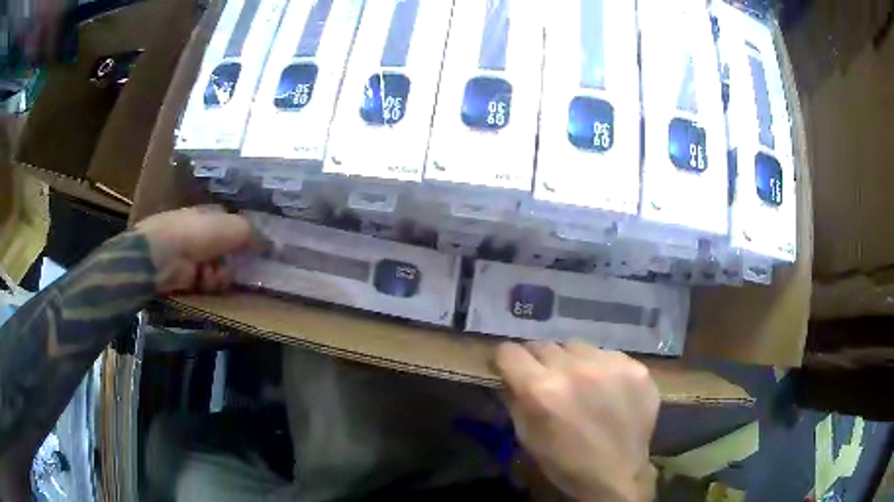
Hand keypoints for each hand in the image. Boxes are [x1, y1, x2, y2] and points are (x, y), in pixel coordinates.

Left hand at [135, 206, 262, 293]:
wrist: (165, 255)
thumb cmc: (199, 232)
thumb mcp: (234, 228)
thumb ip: (253, 235)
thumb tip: (272, 243)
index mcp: (212, 215)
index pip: (235, 227)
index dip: (246, 238)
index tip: (258, 250)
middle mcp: (204, 234)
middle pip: (231, 252)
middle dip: (233, 261)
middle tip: (235, 264)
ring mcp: (195, 255)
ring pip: (222, 270)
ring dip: (221, 275)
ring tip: (212, 273)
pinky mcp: (189, 277)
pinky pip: (210, 283)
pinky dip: (209, 283)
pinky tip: (203, 280)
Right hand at [496, 341, 658, 501]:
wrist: (617, 473)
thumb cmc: (564, 462)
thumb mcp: (527, 436)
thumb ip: (514, 399)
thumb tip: (509, 374)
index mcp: (541, 389)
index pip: (509, 351)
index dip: (506, 361)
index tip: (511, 369)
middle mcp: (574, 368)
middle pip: (543, 345)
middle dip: (538, 361)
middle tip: (547, 380)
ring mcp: (608, 364)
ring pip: (576, 346)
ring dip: (570, 361)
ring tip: (580, 383)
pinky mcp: (634, 367)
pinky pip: (606, 355)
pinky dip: (600, 368)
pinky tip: (606, 390)